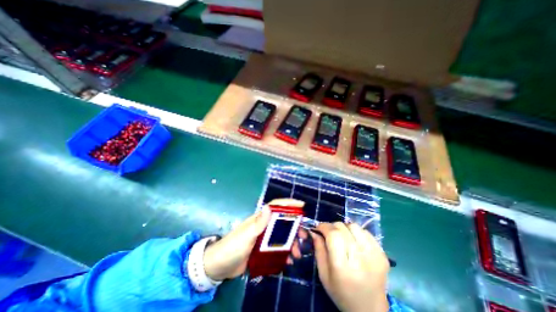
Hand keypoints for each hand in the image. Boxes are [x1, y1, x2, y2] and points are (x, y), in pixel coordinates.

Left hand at [204, 198, 305, 280]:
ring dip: (292, 243)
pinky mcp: (263, 250)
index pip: (277, 206)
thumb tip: (269, 207)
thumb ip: (259, 223)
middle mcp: (264, 226)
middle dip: (295, 228)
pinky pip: (278, 249)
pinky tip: (289, 261)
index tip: (302, 206)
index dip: (289, 204)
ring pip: (283, 237)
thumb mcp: (247, 234)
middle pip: (283, 223)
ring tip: (297, 254)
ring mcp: (264, 238)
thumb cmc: (233, 246)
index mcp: (261, 219)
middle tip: (304, 236)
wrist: (220, 266)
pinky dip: (285, 254)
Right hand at [313, 222, 389, 310]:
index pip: (333, 235)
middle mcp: (359, 259)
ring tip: (342, 236)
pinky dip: (356, 232)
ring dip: (344, 228)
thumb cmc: (341, 293)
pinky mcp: (382, 254)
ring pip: (354, 226)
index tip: (318, 228)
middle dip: (332, 226)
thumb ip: (318, 250)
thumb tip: (314, 231)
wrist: (370, 309)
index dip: (324, 226)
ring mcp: (374, 255)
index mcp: (343, 267)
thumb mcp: (323, 274)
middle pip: (342, 228)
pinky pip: (365, 232)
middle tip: (328, 233)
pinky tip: (353, 241)